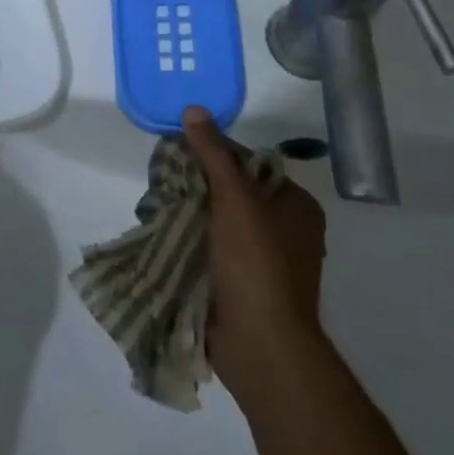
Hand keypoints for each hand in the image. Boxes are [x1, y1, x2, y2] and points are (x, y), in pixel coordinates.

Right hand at [182, 107, 329, 407]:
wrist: (261, 345)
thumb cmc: (256, 262)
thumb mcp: (234, 197)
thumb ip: (213, 153)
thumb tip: (193, 109)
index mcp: (296, 205)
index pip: (249, 162)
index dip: (214, 151)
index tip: (179, 149)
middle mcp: (286, 230)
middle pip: (233, 191)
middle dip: (198, 184)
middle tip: (163, 176)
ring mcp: (265, 261)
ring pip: (220, 222)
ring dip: (191, 214)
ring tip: (157, 202)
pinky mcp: (244, 286)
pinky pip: (214, 250)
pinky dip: (193, 242)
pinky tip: (165, 233)